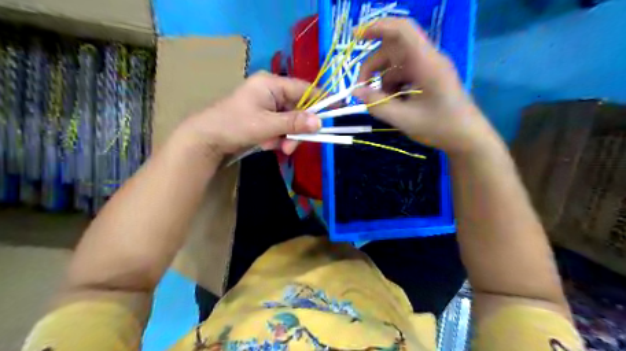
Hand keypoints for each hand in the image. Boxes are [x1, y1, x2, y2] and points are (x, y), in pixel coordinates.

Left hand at [178, 71, 319, 158]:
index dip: (321, 100)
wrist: (206, 140)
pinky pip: (280, 127)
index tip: (337, 111)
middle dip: (297, 129)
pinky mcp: (264, 118)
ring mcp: (268, 105)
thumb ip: (294, 122)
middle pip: (298, 109)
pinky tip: (266, 144)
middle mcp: (271, 91)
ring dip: (286, 136)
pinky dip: (278, 138)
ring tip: (275, 147)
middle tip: (291, 146)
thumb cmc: (234, 125)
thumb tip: (320, 122)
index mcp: (271, 83)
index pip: (305, 89)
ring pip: (290, 121)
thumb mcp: (267, 125)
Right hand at [354, 17, 501, 154]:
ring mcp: (427, 68)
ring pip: (395, 65)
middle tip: (361, 91)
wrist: (467, 137)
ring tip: (382, 105)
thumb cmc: (440, 127)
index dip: (377, 27)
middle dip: (372, 67)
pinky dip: (392, 87)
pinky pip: (403, 75)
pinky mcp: (427, 78)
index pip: (402, 31)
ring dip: (382, 82)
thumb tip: (355, 91)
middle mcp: (427, 59)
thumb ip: (378, 104)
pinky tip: (393, 104)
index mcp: (426, 63)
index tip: (355, 36)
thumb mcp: (404, 119)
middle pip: (392, 50)